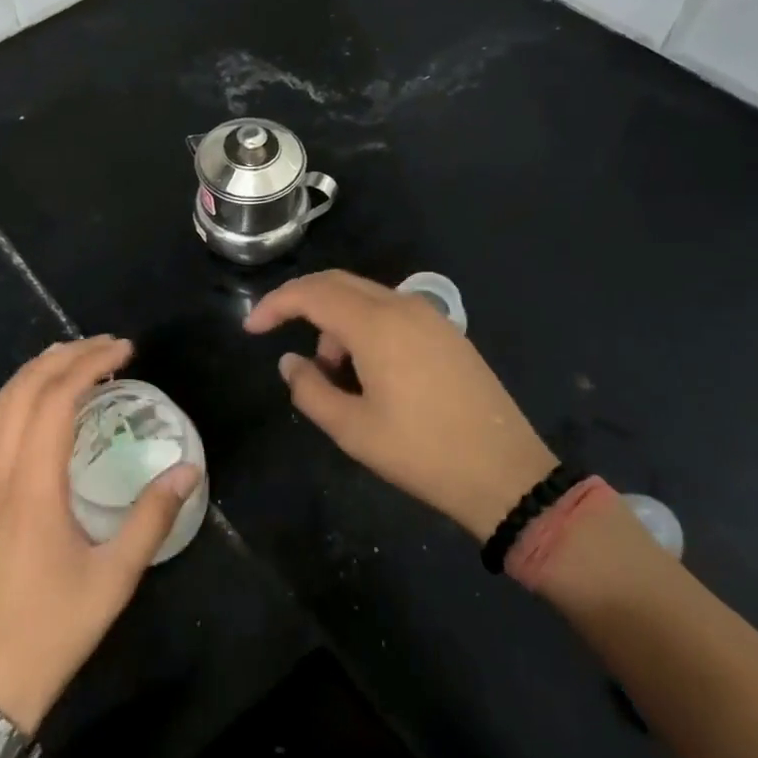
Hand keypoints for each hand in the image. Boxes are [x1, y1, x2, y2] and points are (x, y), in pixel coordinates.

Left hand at [0, 337, 200, 732]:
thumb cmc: (55, 628)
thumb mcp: (115, 577)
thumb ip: (152, 517)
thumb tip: (189, 470)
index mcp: (32, 488)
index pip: (55, 400)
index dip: (89, 364)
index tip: (124, 350)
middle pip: (23, 392)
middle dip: (64, 356)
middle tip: (107, 345)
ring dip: (34, 371)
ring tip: (73, 357)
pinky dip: (14, 396)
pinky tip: (37, 401)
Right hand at [244, 271, 555, 540]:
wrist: (506, 474)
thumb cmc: (421, 453)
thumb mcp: (352, 430)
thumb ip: (309, 390)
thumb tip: (290, 362)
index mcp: (376, 325)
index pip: (311, 294)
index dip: (275, 305)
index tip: (251, 329)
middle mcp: (403, 306)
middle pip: (337, 283)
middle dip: (302, 305)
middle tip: (278, 335)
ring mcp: (429, 316)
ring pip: (364, 298)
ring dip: (336, 322)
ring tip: (334, 375)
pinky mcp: (446, 332)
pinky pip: (391, 311)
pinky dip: (364, 327)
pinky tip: (368, 371)